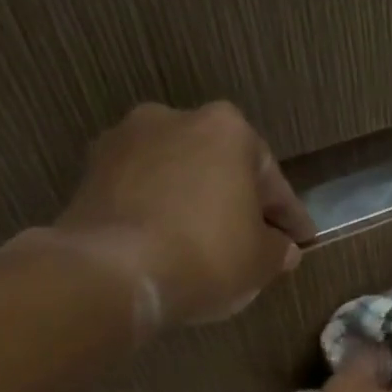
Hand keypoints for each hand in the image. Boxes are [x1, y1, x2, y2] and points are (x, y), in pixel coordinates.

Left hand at [50, 101, 316, 329]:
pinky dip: (159, 213)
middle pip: (220, 167)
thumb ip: (278, 248)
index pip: (271, 179)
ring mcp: (124, 141)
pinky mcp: (90, 172)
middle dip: (237, 201)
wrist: (114, 272)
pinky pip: (142, 193)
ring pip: (178, 176)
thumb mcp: (263, 260)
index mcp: (227, 129)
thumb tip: (281, 248)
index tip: (302, 240)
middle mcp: (174, 119)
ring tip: (207, 244)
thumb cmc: (207, 254)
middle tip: (254, 239)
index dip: (290, 216)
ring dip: (195, 204)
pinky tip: (169, 244)